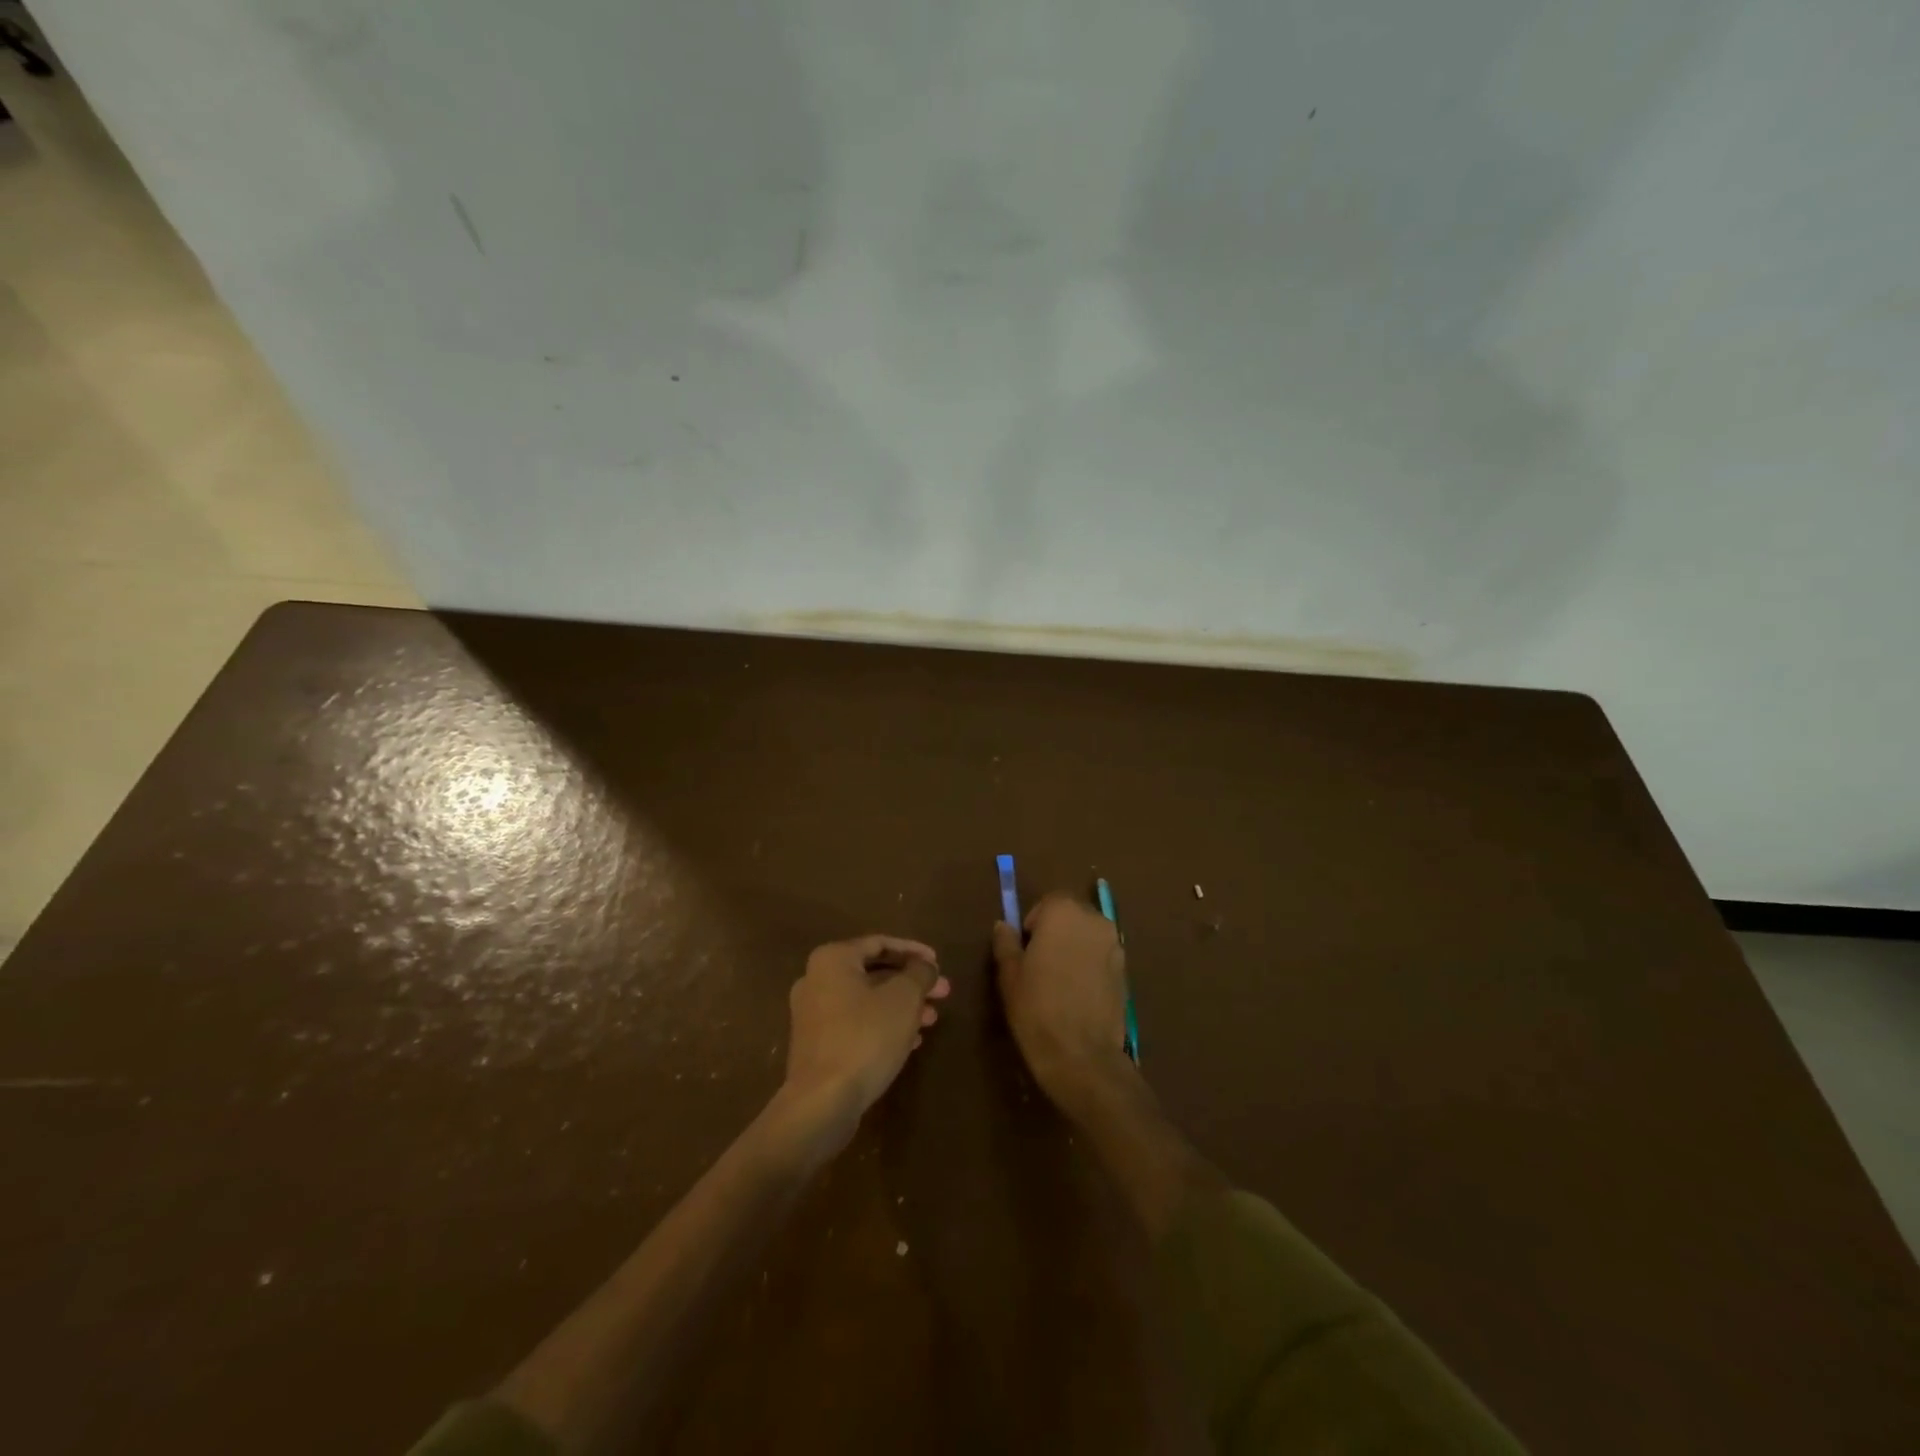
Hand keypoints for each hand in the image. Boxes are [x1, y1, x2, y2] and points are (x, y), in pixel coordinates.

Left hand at [783, 935, 949, 1139]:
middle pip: (874, 973)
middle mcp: (815, 980)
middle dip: (911, 983)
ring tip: (931, 1020)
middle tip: (943, 993)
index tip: (938, 964)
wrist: (823, 1102)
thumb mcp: (904, 998)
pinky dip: (883, 1025)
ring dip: (901, 1006)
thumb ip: (920, 973)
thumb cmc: (865, 1037)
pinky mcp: (816, 1046)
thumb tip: (926, 966)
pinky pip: (856, 1024)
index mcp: (832, 959)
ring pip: (866, 1001)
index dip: (913, 951)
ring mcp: (812, 1015)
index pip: (880, 943)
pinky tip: (910, 1042)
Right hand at [992, 894, 1132, 1109]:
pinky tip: (1078, 994)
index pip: (1048, 902)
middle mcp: (1094, 920)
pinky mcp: (1126, 971)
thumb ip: (1006, 943)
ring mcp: (1115, 945)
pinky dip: (1090, 966)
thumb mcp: (1009, 975)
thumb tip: (1003, 925)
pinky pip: (1101, 957)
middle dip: (1056, 932)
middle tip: (1039, 964)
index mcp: (1064, 912)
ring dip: (1074, 948)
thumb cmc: (1037, 1008)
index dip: (1034, 923)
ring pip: (1088, 936)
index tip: (1025, 950)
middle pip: (1071, 915)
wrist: (1082, 1055)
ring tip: (1059, 981)